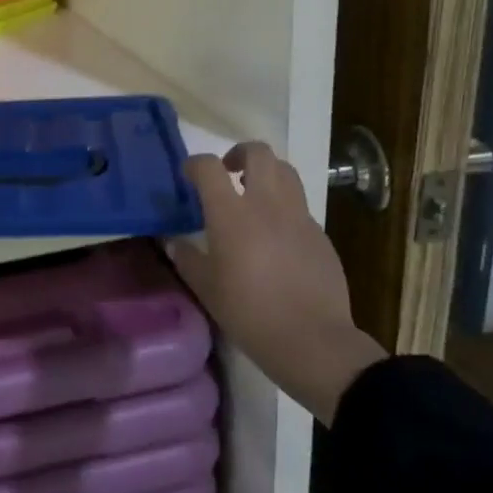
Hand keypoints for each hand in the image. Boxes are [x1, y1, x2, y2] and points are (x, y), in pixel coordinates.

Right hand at [166, 142, 385, 424]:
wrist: (312, 340)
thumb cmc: (248, 312)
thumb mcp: (205, 287)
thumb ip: (185, 257)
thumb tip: (172, 241)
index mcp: (231, 213)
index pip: (208, 167)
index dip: (194, 164)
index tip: (188, 176)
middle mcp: (266, 203)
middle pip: (258, 152)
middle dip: (239, 153)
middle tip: (228, 173)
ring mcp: (298, 216)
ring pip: (285, 171)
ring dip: (266, 172)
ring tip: (253, 195)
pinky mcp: (320, 234)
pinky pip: (299, 204)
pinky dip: (283, 205)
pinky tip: (275, 234)